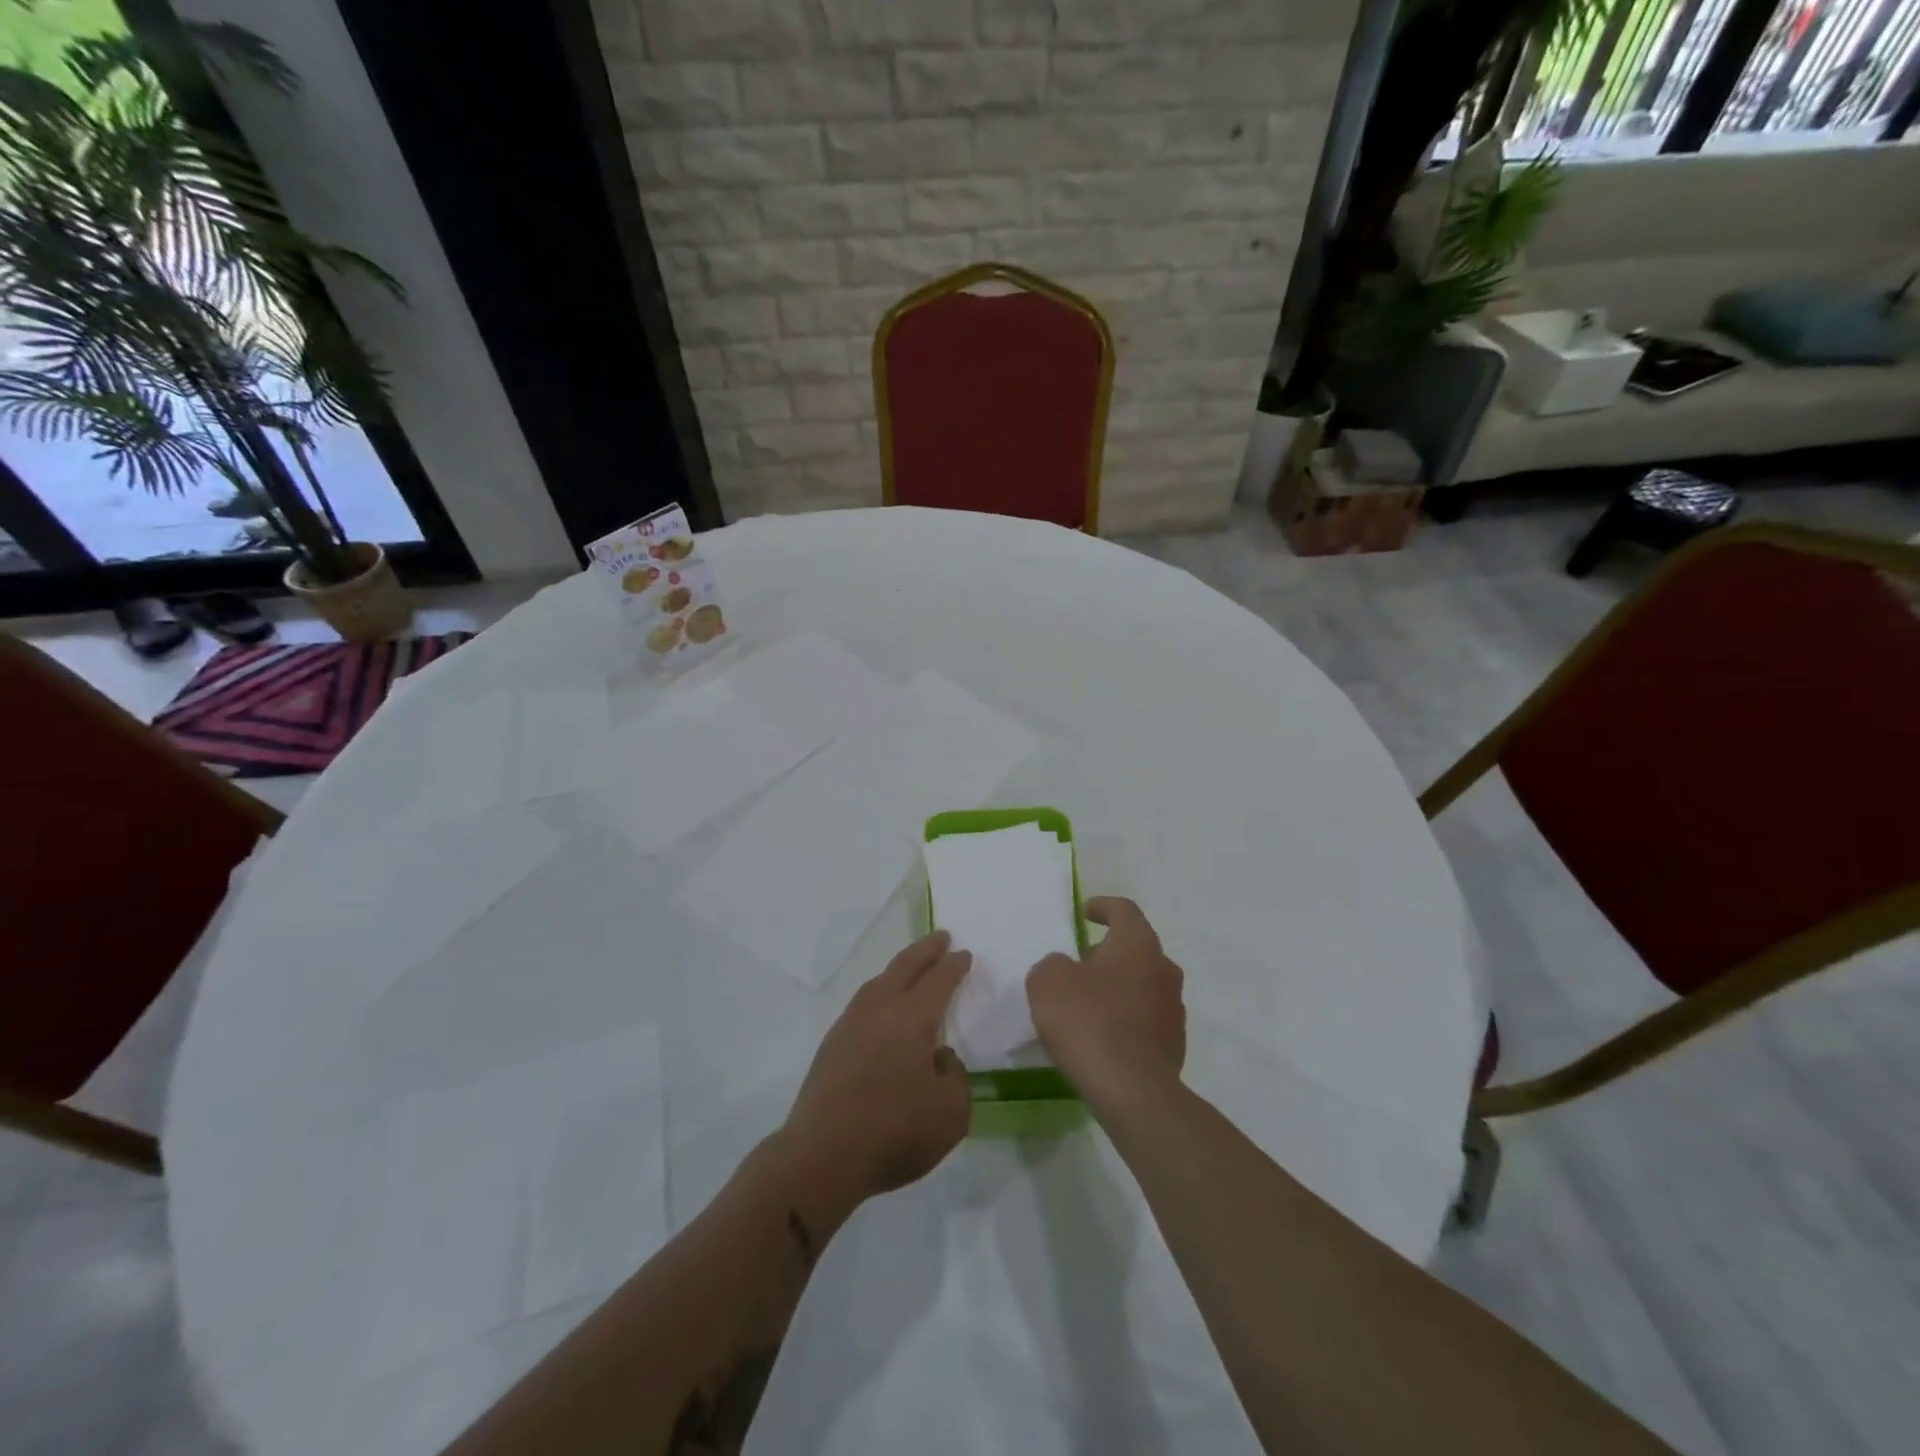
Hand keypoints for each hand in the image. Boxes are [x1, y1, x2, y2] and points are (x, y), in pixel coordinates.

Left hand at [782, 932, 973, 1209]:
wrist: (821, 1156)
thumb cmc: (894, 1131)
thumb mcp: (951, 1113)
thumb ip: (955, 1077)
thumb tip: (939, 1058)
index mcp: (911, 1017)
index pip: (939, 980)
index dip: (954, 966)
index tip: (965, 954)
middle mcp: (879, 1009)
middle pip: (905, 967)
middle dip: (925, 950)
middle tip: (941, 937)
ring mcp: (850, 1024)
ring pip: (878, 982)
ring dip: (899, 969)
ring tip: (911, 968)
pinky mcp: (831, 1046)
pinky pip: (863, 1004)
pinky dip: (880, 994)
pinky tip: (882, 1010)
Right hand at [1027, 897, 1185, 1114]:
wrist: (1132, 1091)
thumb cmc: (1089, 1022)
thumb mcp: (1048, 982)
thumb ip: (1053, 965)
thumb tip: (1065, 969)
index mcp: (1138, 944)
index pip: (1124, 910)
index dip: (1104, 907)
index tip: (1086, 913)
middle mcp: (1163, 969)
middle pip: (1136, 948)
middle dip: (1108, 953)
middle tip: (1079, 966)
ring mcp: (1174, 1009)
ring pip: (1143, 984)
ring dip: (1118, 987)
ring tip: (1087, 1005)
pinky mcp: (1174, 1044)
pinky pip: (1145, 1019)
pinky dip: (1125, 1020)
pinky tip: (1102, 1038)